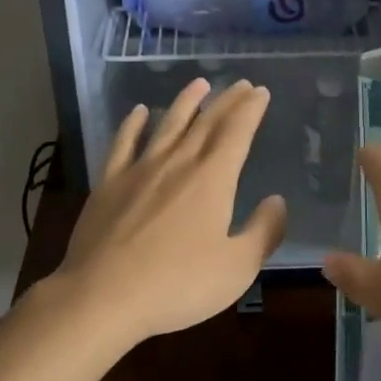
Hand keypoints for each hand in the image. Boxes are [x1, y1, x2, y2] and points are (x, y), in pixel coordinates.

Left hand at [50, 78, 286, 348]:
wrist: (102, 296)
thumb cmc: (177, 284)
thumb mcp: (237, 268)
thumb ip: (263, 232)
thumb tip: (277, 201)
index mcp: (213, 179)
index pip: (237, 132)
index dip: (251, 109)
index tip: (260, 92)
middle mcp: (179, 163)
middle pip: (207, 122)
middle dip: (227, 100)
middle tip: (241, 84)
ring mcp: (140, 169)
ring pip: (168, 124)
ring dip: (186, 102)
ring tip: (199, 84)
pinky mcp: (109, 183)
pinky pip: (124, 144)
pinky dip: (133, 125)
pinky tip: (139, 112)